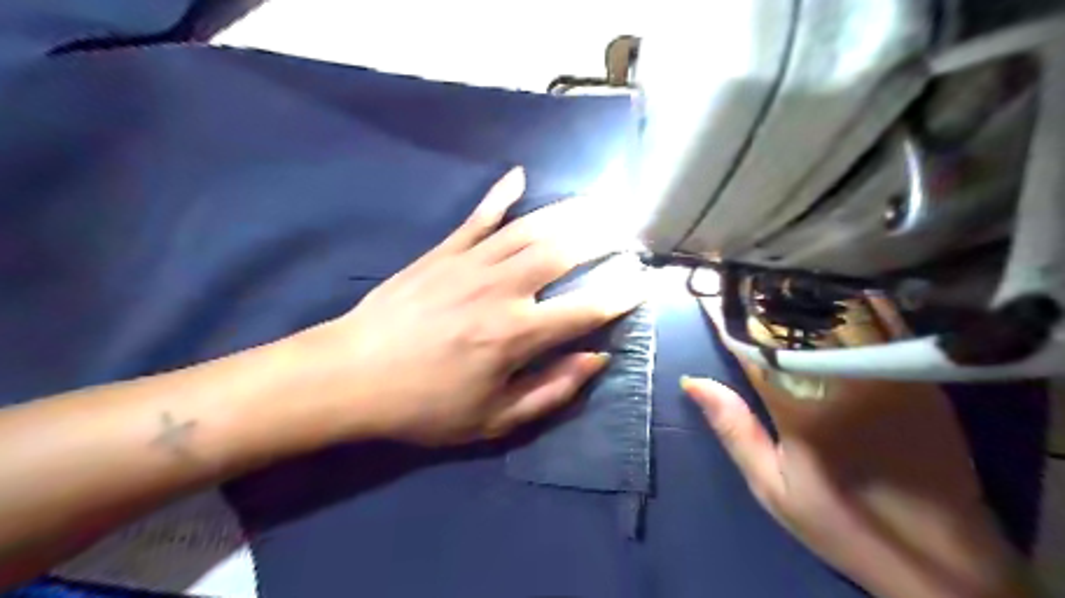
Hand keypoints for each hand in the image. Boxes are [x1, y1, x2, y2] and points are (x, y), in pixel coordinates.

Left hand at [309, 166, 638, 444]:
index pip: (587, 307)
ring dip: (569, 212)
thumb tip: (597, 359)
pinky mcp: (442, 252)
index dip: (622, 294)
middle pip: (564, 252)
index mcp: (517, 335)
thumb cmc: (425, 406)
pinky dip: (501, 195)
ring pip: (530, 228)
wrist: (351, 376)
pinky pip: (478, 216)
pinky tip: (520, 176)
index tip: (643, 281)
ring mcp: (470, 263)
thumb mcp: (494, 420)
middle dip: (604, 238)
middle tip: (628, 230)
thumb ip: (552, 390)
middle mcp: (501, 290)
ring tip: (597, 203)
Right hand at [687, 303, 1027, 597]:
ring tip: (776, 282)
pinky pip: (880, 327)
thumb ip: (734, 429)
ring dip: (804, 297)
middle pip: (798, 322)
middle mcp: (847, 379)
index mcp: (803, 407)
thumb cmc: (843, 522)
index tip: (708, 295)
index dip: (728, 319)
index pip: (755, 347)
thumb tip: (693, 381)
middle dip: (765, 298)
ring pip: (840, 316)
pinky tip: (829, 298)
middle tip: (740, 279)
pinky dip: (849, 308)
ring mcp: (888, 374)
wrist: (944, 561)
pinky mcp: (918, 378)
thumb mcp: (773, 487)